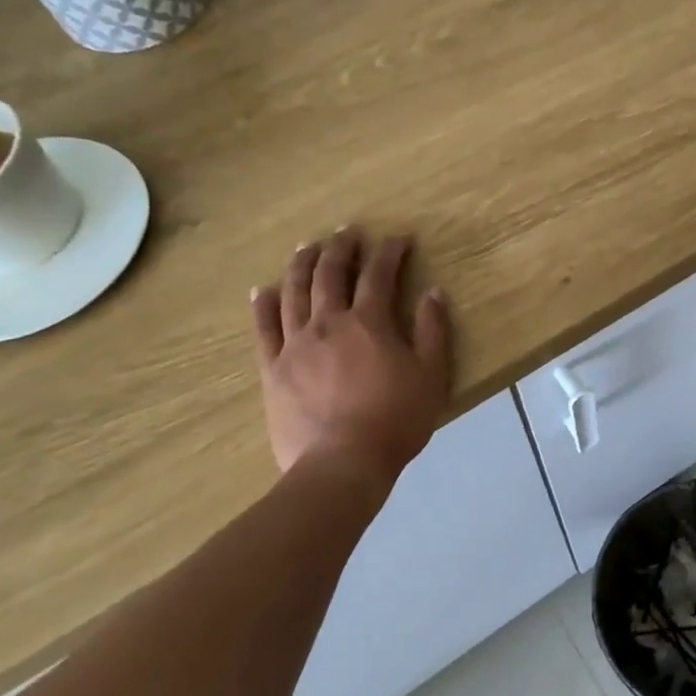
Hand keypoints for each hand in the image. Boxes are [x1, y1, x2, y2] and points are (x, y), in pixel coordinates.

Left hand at [250, 228, 452, 482]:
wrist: (342, 463)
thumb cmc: (396, 420)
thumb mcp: (432, 376)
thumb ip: (433, 331)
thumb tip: (433, 293)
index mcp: (369, 323)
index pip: (379, 275)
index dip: (389, 252)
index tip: (398, 239)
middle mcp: (328, 323)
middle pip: (329, 274)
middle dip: (341, 248)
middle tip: (348, 232)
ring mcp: (295, 344)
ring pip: (293, 292)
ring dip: (301, 264)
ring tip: (307, 247)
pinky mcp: (272, 369)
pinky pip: (263, 329)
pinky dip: (262, 305)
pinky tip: (261, 290)